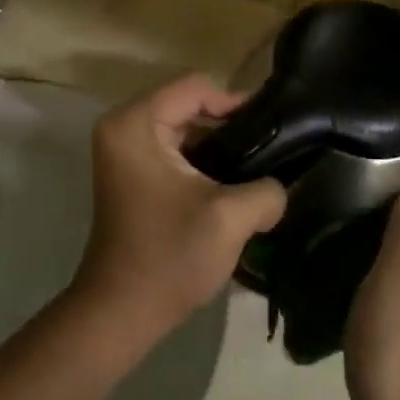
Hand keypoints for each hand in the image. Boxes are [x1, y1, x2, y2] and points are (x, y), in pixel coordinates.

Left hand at [71, 75, 286, 353]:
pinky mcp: (131, 173)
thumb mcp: (229, 218)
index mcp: (135, 123)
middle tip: (271, 147)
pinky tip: (231, 183)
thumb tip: (279, 186)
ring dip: (218, 145)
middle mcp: (122, 126)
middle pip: (188, 103)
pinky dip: (201, 160)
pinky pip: (173, 149)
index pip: (195, 87)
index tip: (272, 129)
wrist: (121, 313)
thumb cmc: (169, 257)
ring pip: (183, 128)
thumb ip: (266, 190)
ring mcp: (123, 150)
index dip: (236, 103)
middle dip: (229, 125)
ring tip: (257, 166)